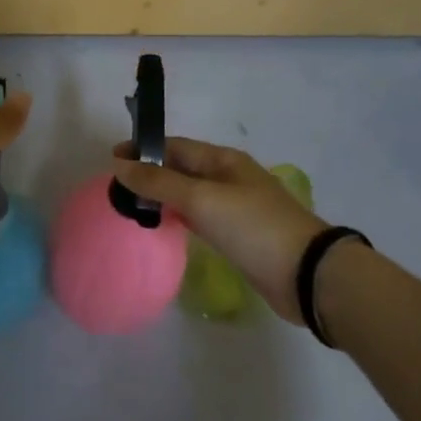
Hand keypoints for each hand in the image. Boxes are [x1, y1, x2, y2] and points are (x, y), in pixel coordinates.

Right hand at [112, 137, 327, 323]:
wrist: (307, 275)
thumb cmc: (252, 227)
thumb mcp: (201, 199)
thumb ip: (159, 182)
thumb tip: (120, 165)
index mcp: (223, 160)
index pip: (175, 146)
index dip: (144, 149)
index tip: (113, 159)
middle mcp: (229, 178)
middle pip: (182, 169)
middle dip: (151, 172)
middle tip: (118, 187)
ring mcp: (236, 208)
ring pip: (191, 194)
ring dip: (164, 196)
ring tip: (134, 207)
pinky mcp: (239, 236)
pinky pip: (201, 218)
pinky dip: (180, 217)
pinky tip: (166, 227)